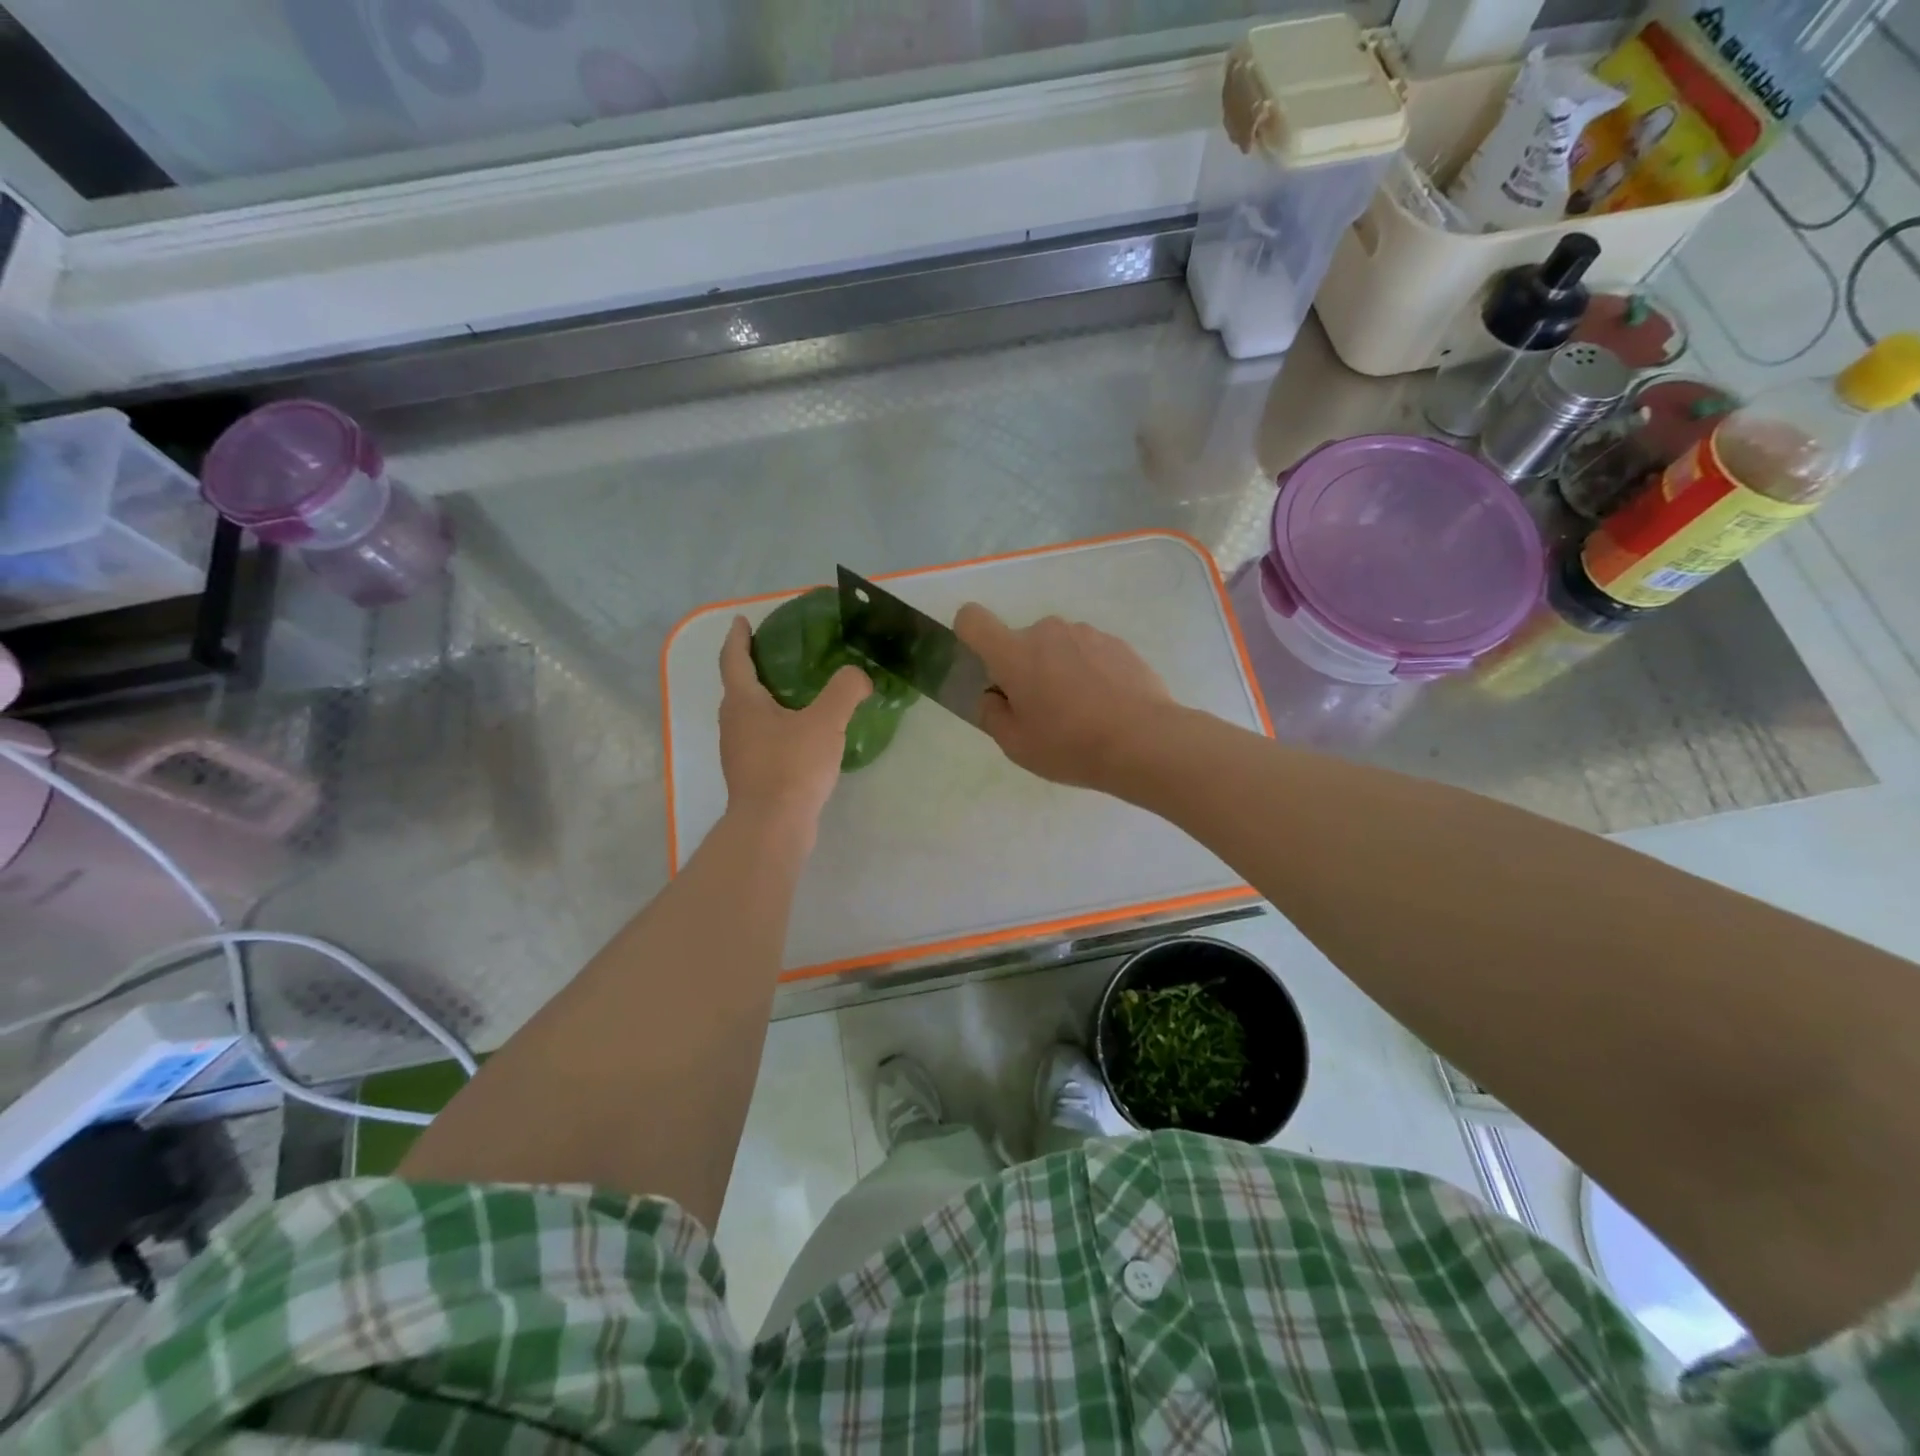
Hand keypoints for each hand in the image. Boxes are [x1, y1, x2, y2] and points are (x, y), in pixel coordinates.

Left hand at [719, 617, 870, 836]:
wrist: (773, 827)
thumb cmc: (792, 766)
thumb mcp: (826, 721)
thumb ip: (845, 690)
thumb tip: (859, 675)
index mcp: (743, 702)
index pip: (734, 659)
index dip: (738, 638)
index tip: (742, 621)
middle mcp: (733, 723)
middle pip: (739, 687)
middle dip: (754, 667)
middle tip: (781, 655)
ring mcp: (739, 752)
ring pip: (750, 715)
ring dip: (766, 700)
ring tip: (797, 693)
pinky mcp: (752, 775)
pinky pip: (762, 739)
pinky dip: (777, 726)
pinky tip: (802, 735)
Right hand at [954, 604, 1174, 791]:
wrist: (1145, 741)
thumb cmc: (1070, 745)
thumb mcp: (1016, 745)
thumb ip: (992, 715)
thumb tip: (992, 696)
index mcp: (1014, 653)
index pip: (972, 619)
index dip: (968, 635)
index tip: (985, 667)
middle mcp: (1047, 631)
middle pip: (1020, 642)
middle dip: (1024, 669)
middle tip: (1042, 712)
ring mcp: (1086, 633)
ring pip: (1057, 647)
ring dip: (1058, 669)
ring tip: (1081, 712)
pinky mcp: (1117, 643)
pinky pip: (1088, 653)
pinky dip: (1089, 672)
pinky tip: (1107, 706)